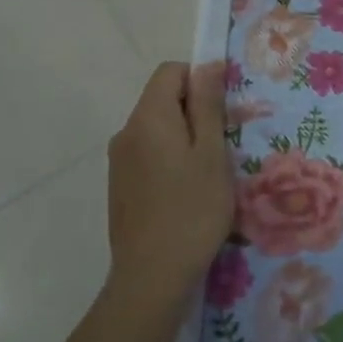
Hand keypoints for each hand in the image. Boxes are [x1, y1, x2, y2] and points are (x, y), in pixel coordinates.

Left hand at [105, 61, 233, 308]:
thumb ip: (208, 105)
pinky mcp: (120, 186)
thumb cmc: (192, 210)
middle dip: (195, 112)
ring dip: (185, 138)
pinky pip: (149, 154)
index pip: (171, 71)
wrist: (151, 278)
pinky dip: (170, 160)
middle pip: (163, 99)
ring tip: (209, 173)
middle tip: (223, 145)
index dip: (200, 81)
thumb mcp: (211, 153)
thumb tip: (207, 64)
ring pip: (158, 129)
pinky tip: (187, 193)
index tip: (223, 113)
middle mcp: (126, 132)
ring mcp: (119, 161)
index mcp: (147, 117)